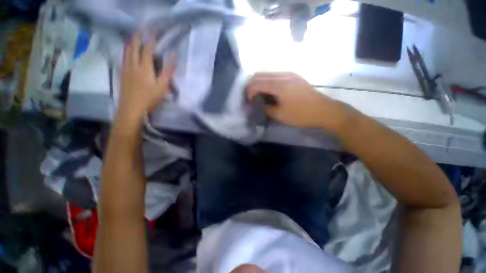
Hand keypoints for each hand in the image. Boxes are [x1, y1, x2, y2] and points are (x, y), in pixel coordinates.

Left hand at [117, 33, 174, 121]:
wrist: (131, 108)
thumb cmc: (149, 98)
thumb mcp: (162, 87)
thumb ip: (168, 72)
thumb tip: (174, 60)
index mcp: (145, 69)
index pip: (147, 51)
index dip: (150, 41)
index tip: (153, 32)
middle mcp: (133, 65)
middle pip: (134, 47)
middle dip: (138, 37)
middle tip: (141, 30)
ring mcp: (126, 68)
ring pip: (127, 51)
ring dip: (131, 42)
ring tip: (133, 36)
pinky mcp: (122, 73)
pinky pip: (123, 57)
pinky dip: (126, 50)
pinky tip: (127, 50)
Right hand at [247, 73, 349, 130]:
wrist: (324, 111)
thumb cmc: (301, 115)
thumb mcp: (280, 115)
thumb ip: (265, 108)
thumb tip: (257, 104)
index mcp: (279, 84)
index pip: (256, 83)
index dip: (249, 92)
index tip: (249, 103)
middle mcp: (283, 75)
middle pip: (260, 75)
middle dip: (252, 86)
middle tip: (251, 98)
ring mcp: (290, 74)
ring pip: (267, 74)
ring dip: (260, 84)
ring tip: (259, 96)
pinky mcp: (294, 77)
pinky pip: (275, 76)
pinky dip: (268, 83)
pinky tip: (270, 93)